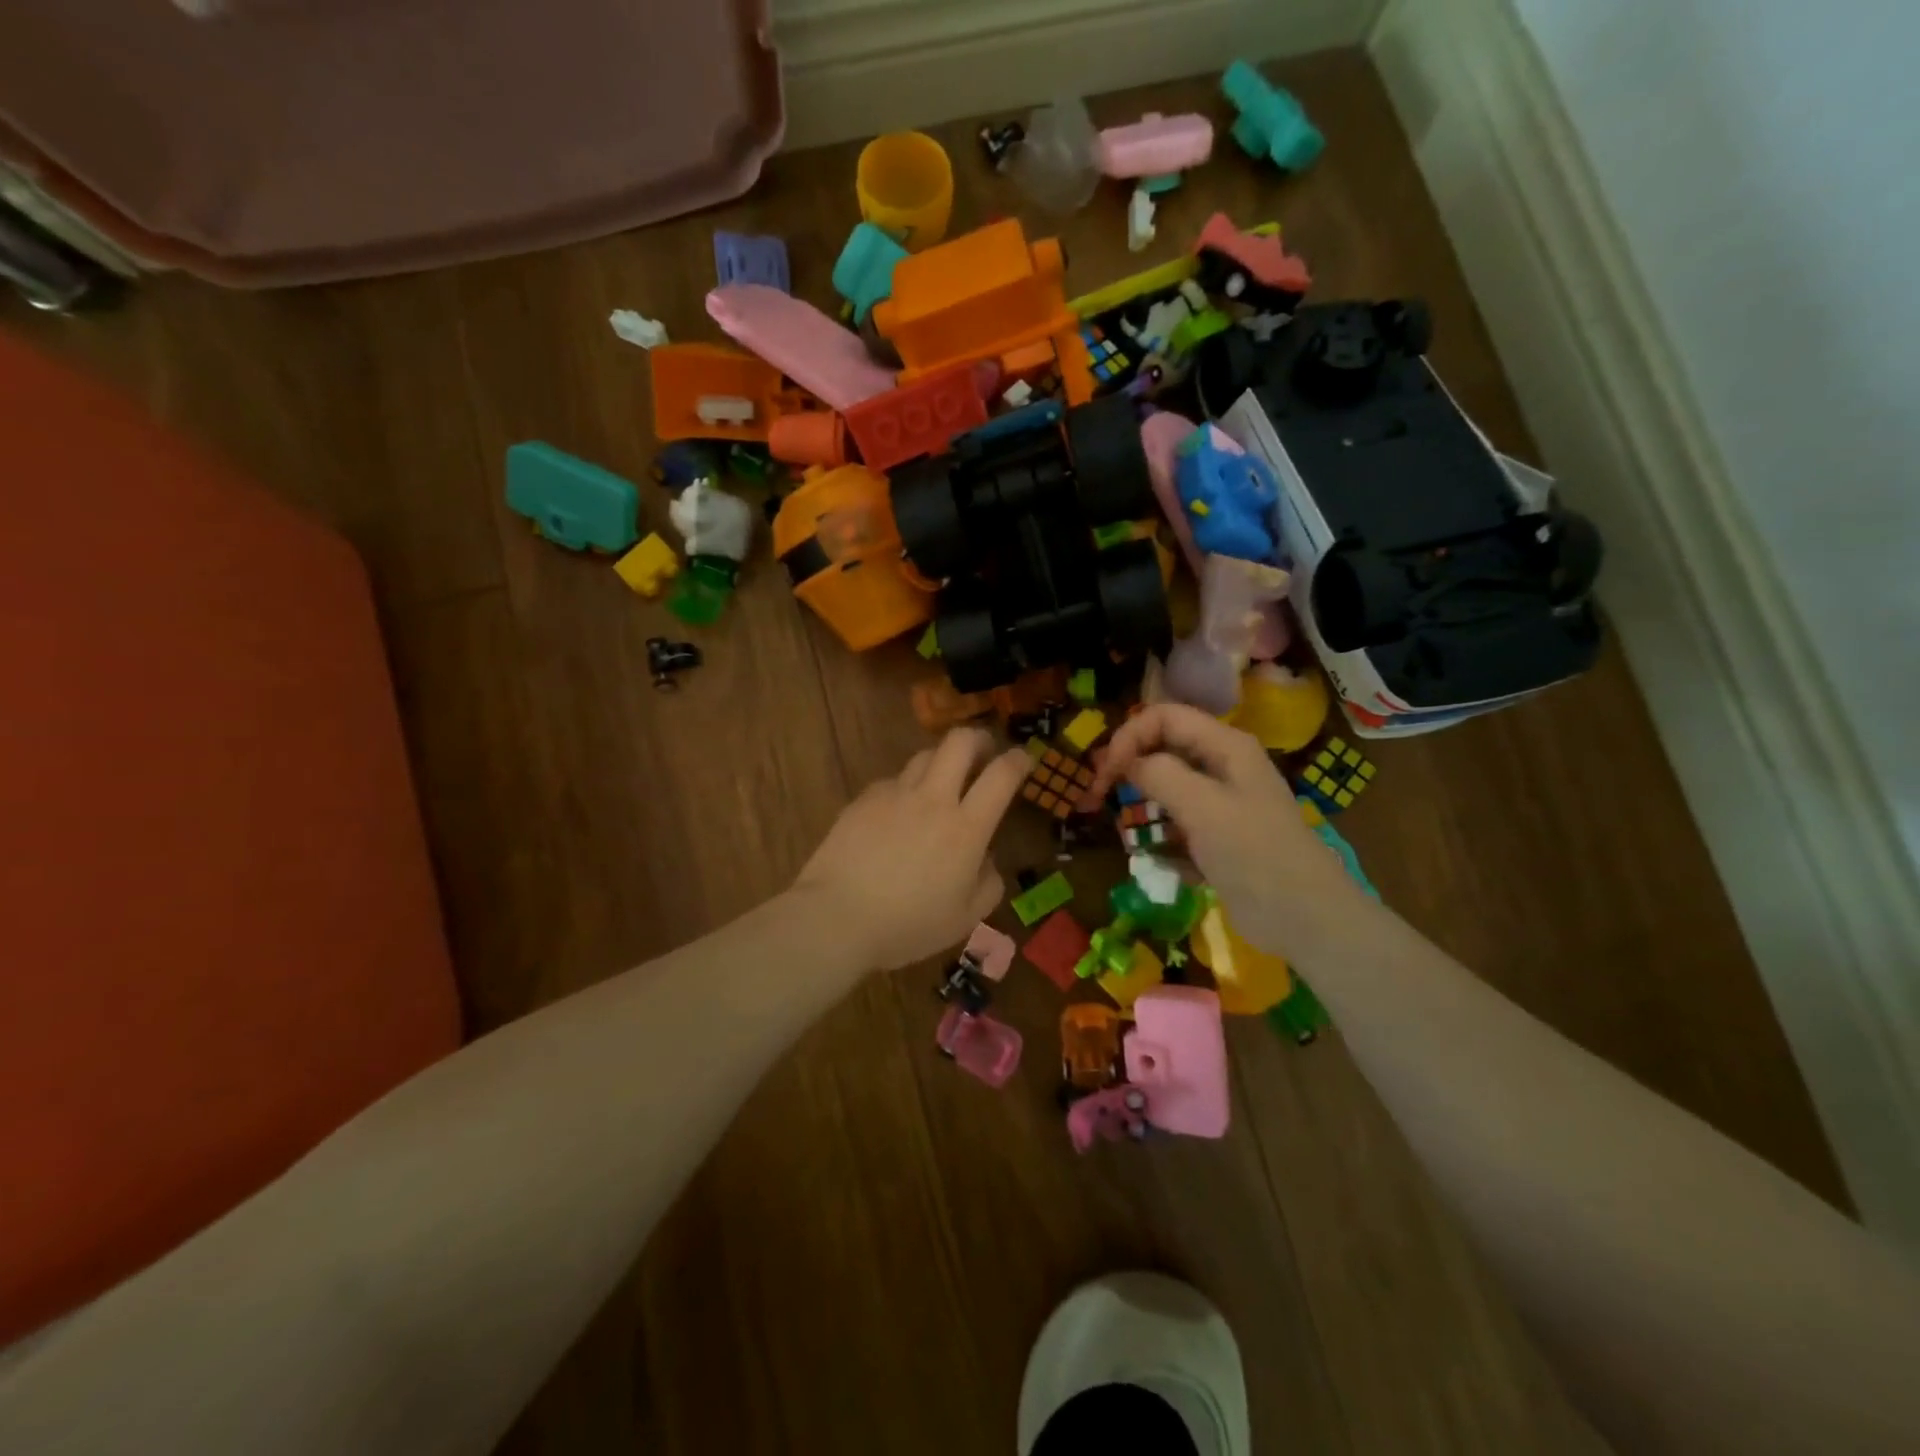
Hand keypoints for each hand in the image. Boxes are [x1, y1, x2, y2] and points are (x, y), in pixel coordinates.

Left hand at [793, 728, 1031, 971]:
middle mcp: (933, 799)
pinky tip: (897, 815)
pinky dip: (905, 790)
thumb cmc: (907, 925)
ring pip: (925, 756)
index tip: (1023, 759)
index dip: (1018, 760)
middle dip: (978, 738)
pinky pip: (893, 782)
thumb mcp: (964, 919)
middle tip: (983, 754)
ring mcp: (895, 794)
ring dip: (941, 762)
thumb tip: (987, 860)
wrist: (836, 917)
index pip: (1001, 775)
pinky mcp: (864, 799)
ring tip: (940, 784)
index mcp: (967, 827)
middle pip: (960, 741)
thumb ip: (988, 885)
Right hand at [1088, 704, 1365, 958]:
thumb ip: (1159, 774)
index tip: (1104, 774)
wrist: (1305, 919)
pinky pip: (1178, 824)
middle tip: (1099, 797)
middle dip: (1129, 767)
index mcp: (1226, 746)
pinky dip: (1161, 838)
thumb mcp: (1203, 807)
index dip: (1129, 736)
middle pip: (1164, 748)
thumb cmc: (1254, 853)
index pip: (1164, 716)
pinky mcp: (1218, 837)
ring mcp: (1222, 803)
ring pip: (1168, 787)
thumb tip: (1127, 763)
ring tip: (1127, 831)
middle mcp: (1223, 766)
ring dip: (1143, 805)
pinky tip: (1158, 860)